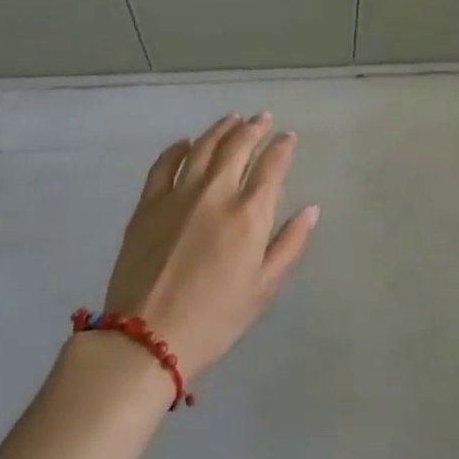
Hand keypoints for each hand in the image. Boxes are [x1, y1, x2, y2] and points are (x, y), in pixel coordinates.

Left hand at [101, 114, 318, 383]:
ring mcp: (178, 194)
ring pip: (203, 147)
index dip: (282, 147)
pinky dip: (177, 148)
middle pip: (238, 146)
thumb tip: (311, 209)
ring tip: (232, 119)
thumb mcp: (264, 289)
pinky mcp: (148, 204)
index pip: (272, 166)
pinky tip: (186, 142)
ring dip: (221, 129)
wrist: (146, 340)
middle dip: (254, 128)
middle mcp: (216, 193)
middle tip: (263, 118)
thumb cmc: (215, 320)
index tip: (288, 137)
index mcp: (249, 214)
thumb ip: (290, 244)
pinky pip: (164, 164)